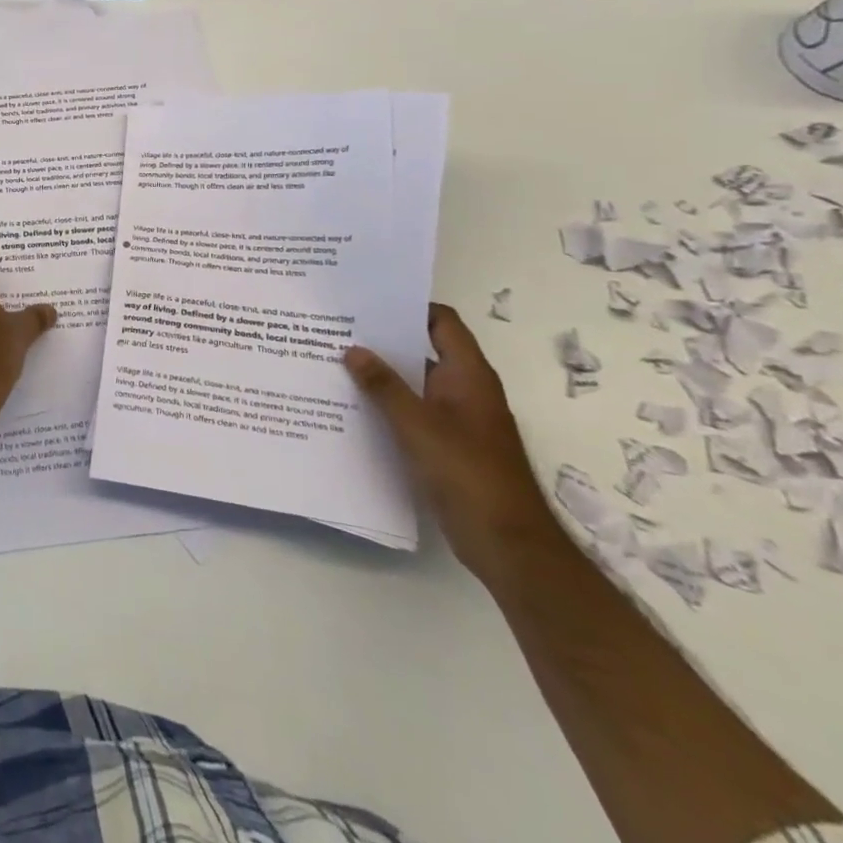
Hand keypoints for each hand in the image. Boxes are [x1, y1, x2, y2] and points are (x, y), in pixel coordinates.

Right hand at [344, 304, 565, 584]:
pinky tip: (352, 405)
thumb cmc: (467, 473)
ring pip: (414, 382)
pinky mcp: (447, 445)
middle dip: (384, 339)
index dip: (410, 306)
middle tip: (338, 327)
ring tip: (334, 361)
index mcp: (468, 375)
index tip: (367, 299)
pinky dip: (386, 404)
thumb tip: (352, 349)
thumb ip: (383, 386)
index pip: (442, 322)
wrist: (508, 543)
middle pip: (423, 349)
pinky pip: (412, 411)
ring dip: (381, 373)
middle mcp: (465, 390)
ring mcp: (457, 419)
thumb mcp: (417, 425)